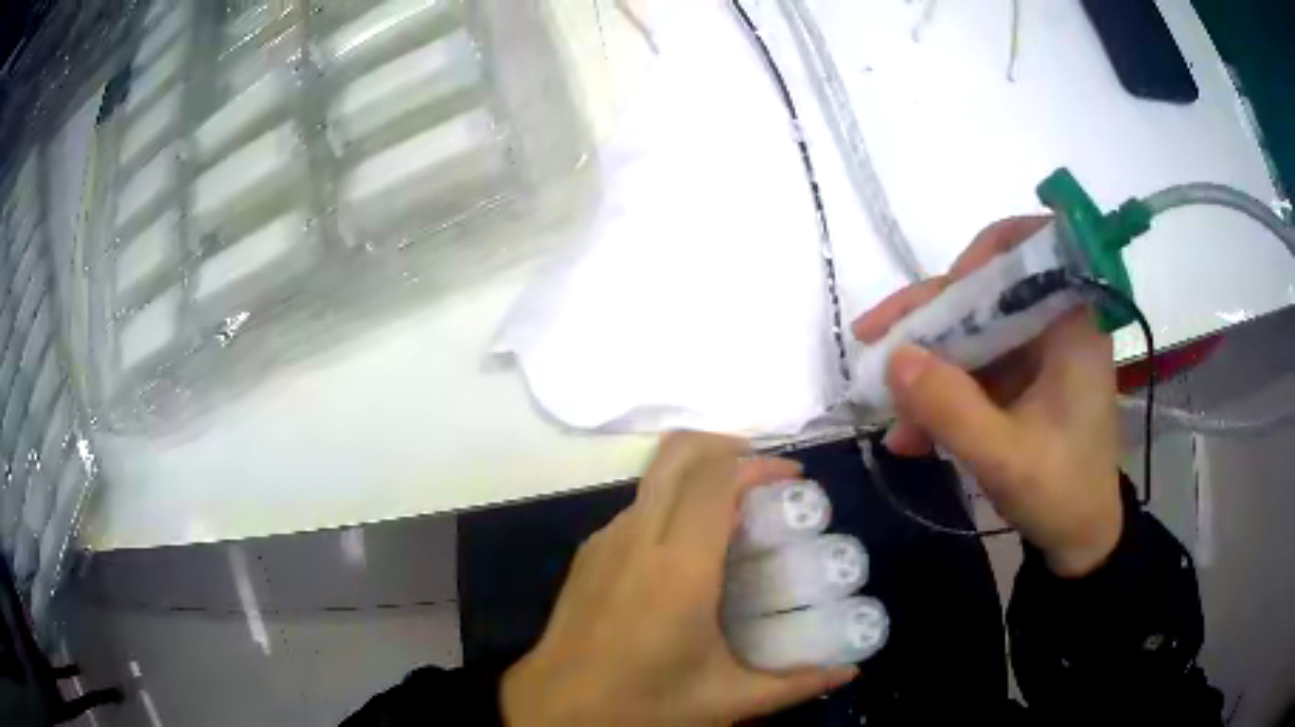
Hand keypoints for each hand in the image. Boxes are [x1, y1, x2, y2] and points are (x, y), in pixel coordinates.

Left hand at [500, 432, 856, 725]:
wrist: (555, 711)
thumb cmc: (643, 705)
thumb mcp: (727, 699)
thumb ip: (796, 684)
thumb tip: (850, 673)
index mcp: (679, 569)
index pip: (717, 480)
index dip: (759, 464)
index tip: (793, 477)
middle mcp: (638, 539)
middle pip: (678, 454)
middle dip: (726, 445)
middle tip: (765, 475)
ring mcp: (605, 542)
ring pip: (655, 479)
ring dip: (698, 476)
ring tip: (735, 512)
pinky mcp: (588, 554)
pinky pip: (637, 509)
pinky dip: (671, 504)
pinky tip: (690, 549)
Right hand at [852, 217, 1121, 576]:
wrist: (1080, 538)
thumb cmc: (1062, 495)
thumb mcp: (1005, 459)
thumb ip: (951, 410)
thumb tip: (893, 357)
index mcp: (1073, 324)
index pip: (1033, 246)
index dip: (985, 253)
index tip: (948, 291)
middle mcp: (1056, 323)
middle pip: (986, 289)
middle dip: (929, 317)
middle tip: (872, 341)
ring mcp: (1037, 352)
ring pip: (972, 330)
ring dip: (927, 364)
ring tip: (885, 406)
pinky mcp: (1021, 378)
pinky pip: (973, 367)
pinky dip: (941, 393)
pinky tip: (911, 435)